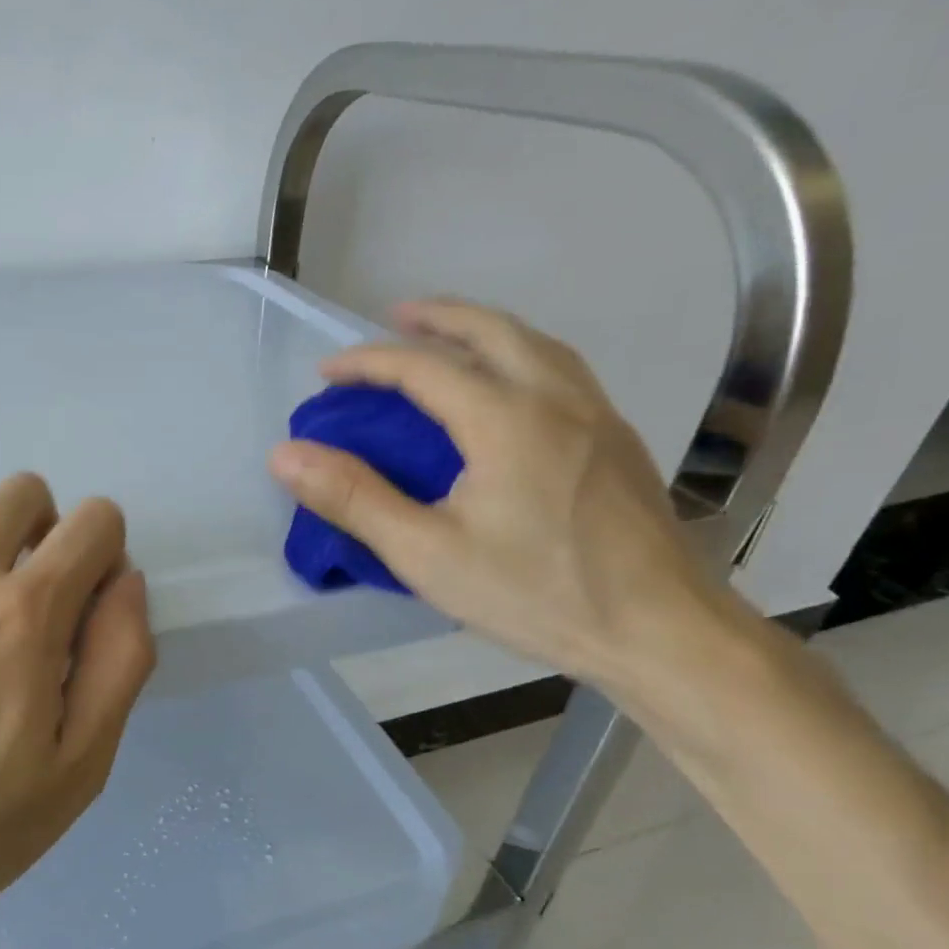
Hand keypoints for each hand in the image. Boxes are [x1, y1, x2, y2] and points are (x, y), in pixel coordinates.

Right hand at [269, 297, 735, 688]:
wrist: (662, 631)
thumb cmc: (537, 594)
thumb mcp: (426, 553)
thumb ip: (355, 499)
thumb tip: (286, 455)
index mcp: (506, 419)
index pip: (422, 367)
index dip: (367, 363)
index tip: (326, 374)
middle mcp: (556, 398)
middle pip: (491, 330)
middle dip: (435, 317)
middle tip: (392, 318)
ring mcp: (597, 415)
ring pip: (535, 343)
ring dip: (483, 328)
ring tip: (447, 339)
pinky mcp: (618, 440)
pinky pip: (561, 369)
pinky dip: (520, 353)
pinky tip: (509, 387)